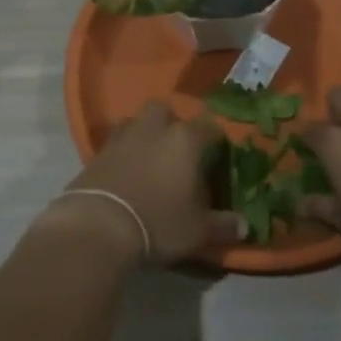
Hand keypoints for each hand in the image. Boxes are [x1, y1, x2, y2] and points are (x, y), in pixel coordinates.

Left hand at [56, 102, 244, 263]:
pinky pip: (115, 142)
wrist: (99, 225)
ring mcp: (122, 137)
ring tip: (149, 158)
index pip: (209, 126)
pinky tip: (125, 171)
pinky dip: (122, 151)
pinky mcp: (96, 152)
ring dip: (144, 133)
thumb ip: (222, 225)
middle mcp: (153, 128)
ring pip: (137, 121)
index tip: (217, 156)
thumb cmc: (159, 222)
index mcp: (185, 140)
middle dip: (172, 124)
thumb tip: (243, 226)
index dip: (215, 139)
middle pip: (165, 110)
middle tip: (177, 150)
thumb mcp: (197, 230)